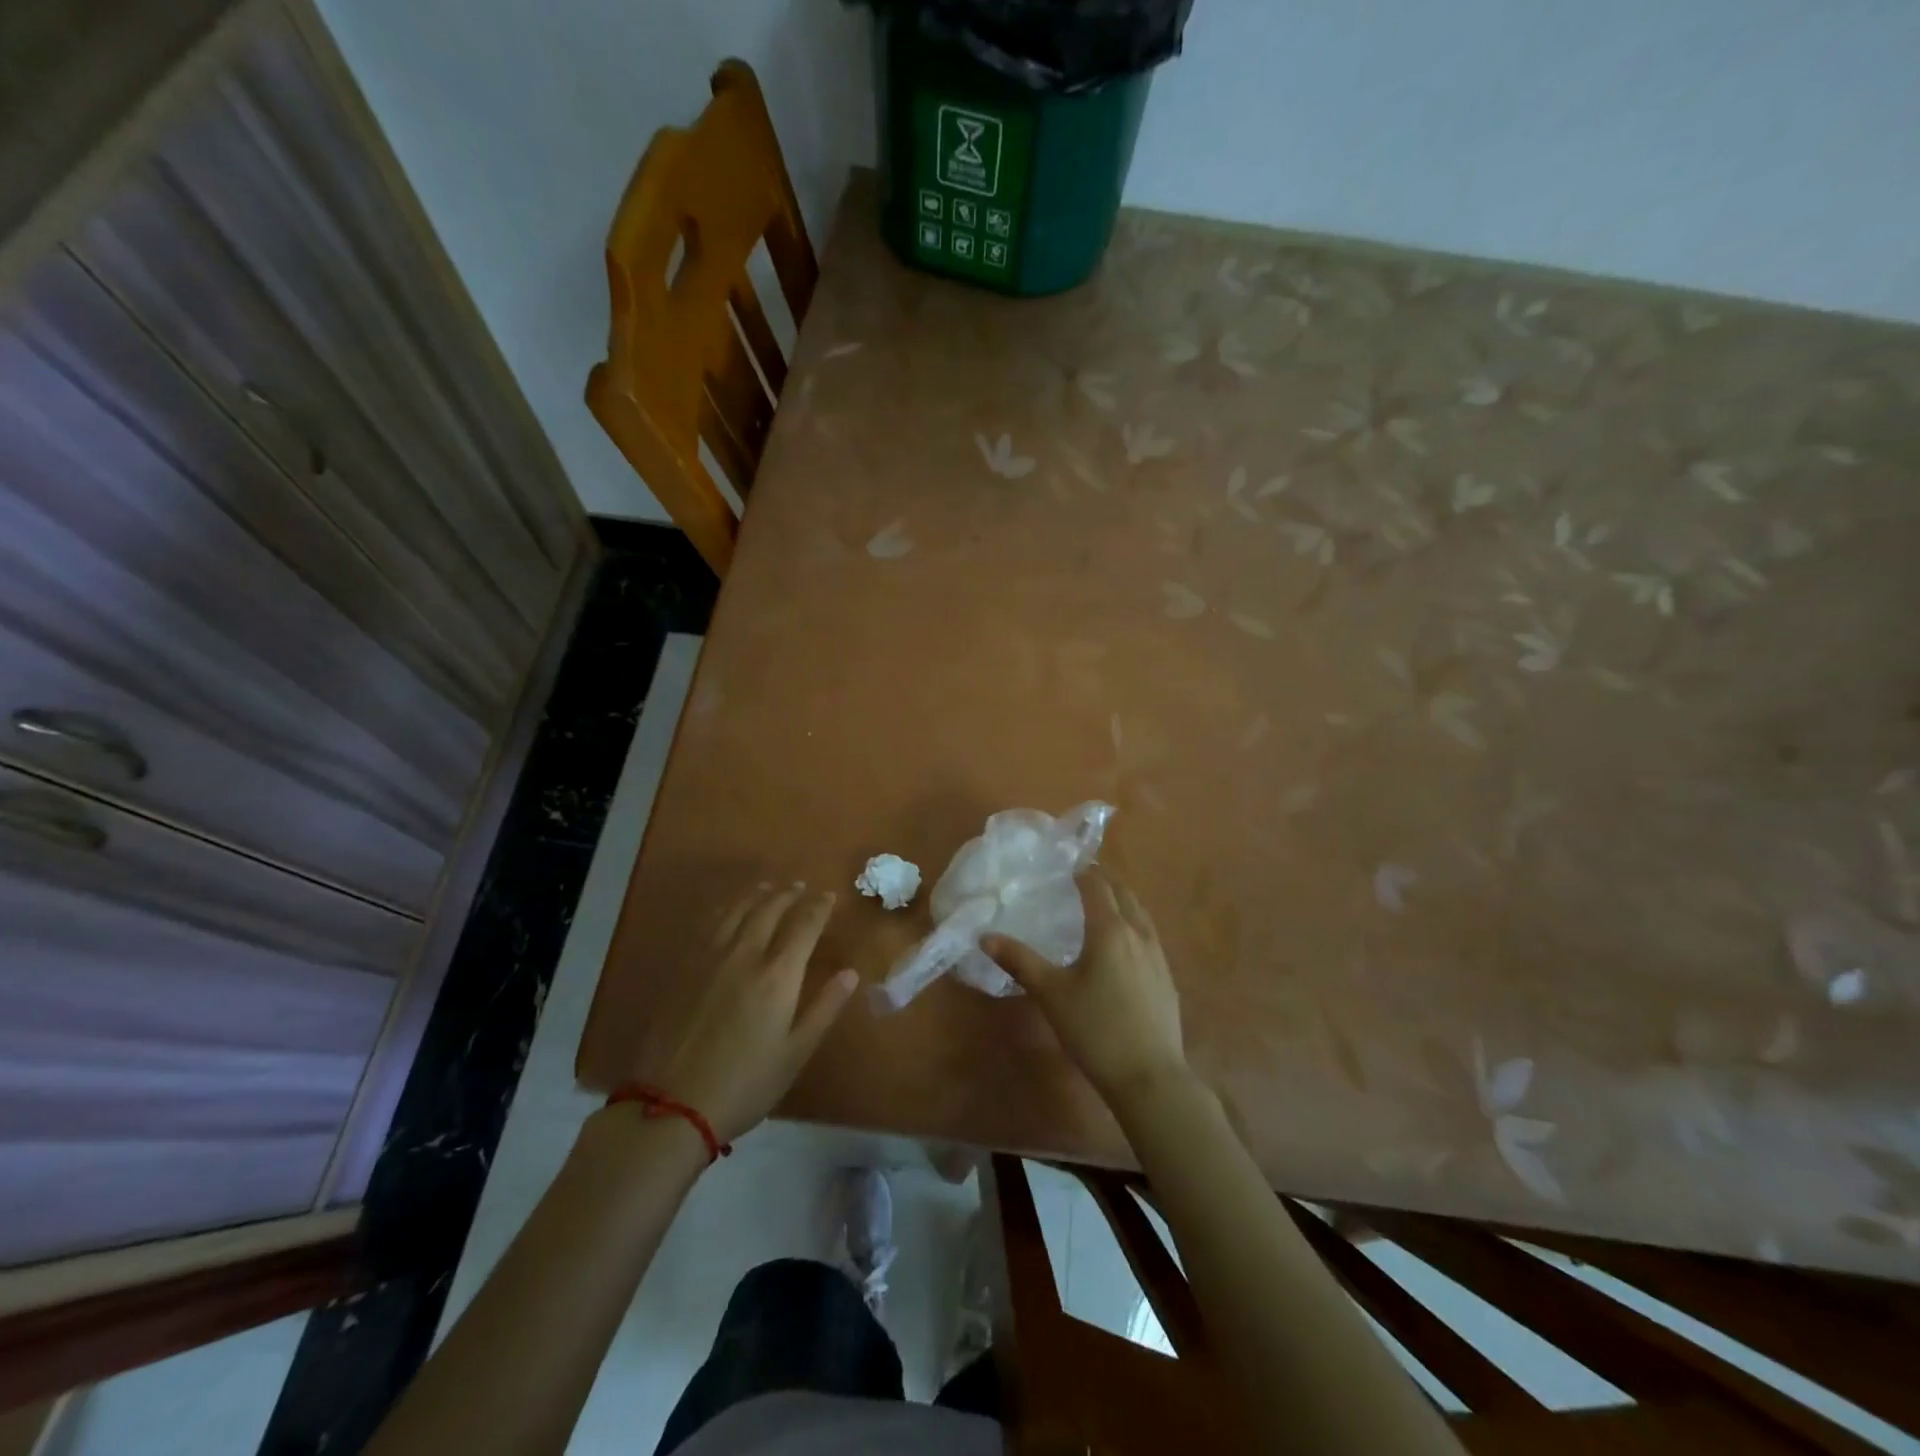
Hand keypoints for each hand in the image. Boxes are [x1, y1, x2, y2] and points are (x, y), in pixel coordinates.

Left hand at [639, 883, 858, 1142]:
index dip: (819, 907)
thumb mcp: (795, 1053)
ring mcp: (710, 958)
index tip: (829, 896)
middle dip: (788, 894)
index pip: (804, 925)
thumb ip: (825, 1008)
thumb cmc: (745, 1084)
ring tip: (767, 887)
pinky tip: (727, 910)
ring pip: (736, 911)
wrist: (671, 1104)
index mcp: (778, 975)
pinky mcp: (684, 968)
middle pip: (769, 909)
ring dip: (756, 894)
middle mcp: (745, 955)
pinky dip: (725, 908)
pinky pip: (709, 924)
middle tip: (800, 886)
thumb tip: (851, 973)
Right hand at [983, 870, 1188, 1105]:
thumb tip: (985, 937)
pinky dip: (1133, 927)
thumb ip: (1019, 961)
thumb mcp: (1051, 994)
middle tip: (1081, 882)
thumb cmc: (1095, 1029)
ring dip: (1122, 903)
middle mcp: (1139, 934)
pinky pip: (1149, 937)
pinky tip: (1122, 949)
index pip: (1097, 886)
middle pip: (1124, 894)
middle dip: (1104, 883)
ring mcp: (1159, 957)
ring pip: (1141, 915)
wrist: (1150, 1078)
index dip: (1082, 872)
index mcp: (1110, 930)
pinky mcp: (1167, 979)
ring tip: (1101, 909)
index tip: (1066, 867)